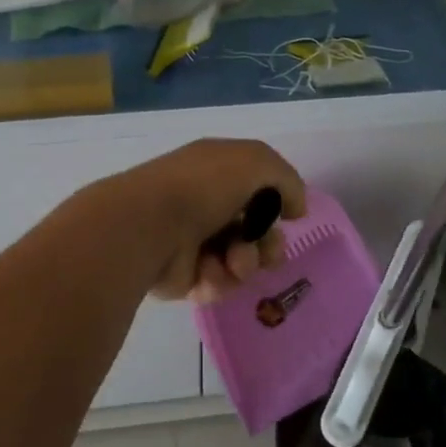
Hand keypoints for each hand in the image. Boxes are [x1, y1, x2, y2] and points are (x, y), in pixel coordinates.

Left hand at [94, 139, 307, 302]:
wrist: (149, 226)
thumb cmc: (202, 187)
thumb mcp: (255, 162)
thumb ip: (286, 180)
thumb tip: (296, 209)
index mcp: (216, 171)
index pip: (256, 188)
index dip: (276, 203)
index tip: (289, 215)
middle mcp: (204, 203)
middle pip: (253, 230)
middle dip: (268, 243)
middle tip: (266, 250)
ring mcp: (192, 241)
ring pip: (240, 260)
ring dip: (245, 262)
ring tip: (233, 261)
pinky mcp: (182, 276)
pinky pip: (218, 284)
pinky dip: (219, 279)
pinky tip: (208, 272)